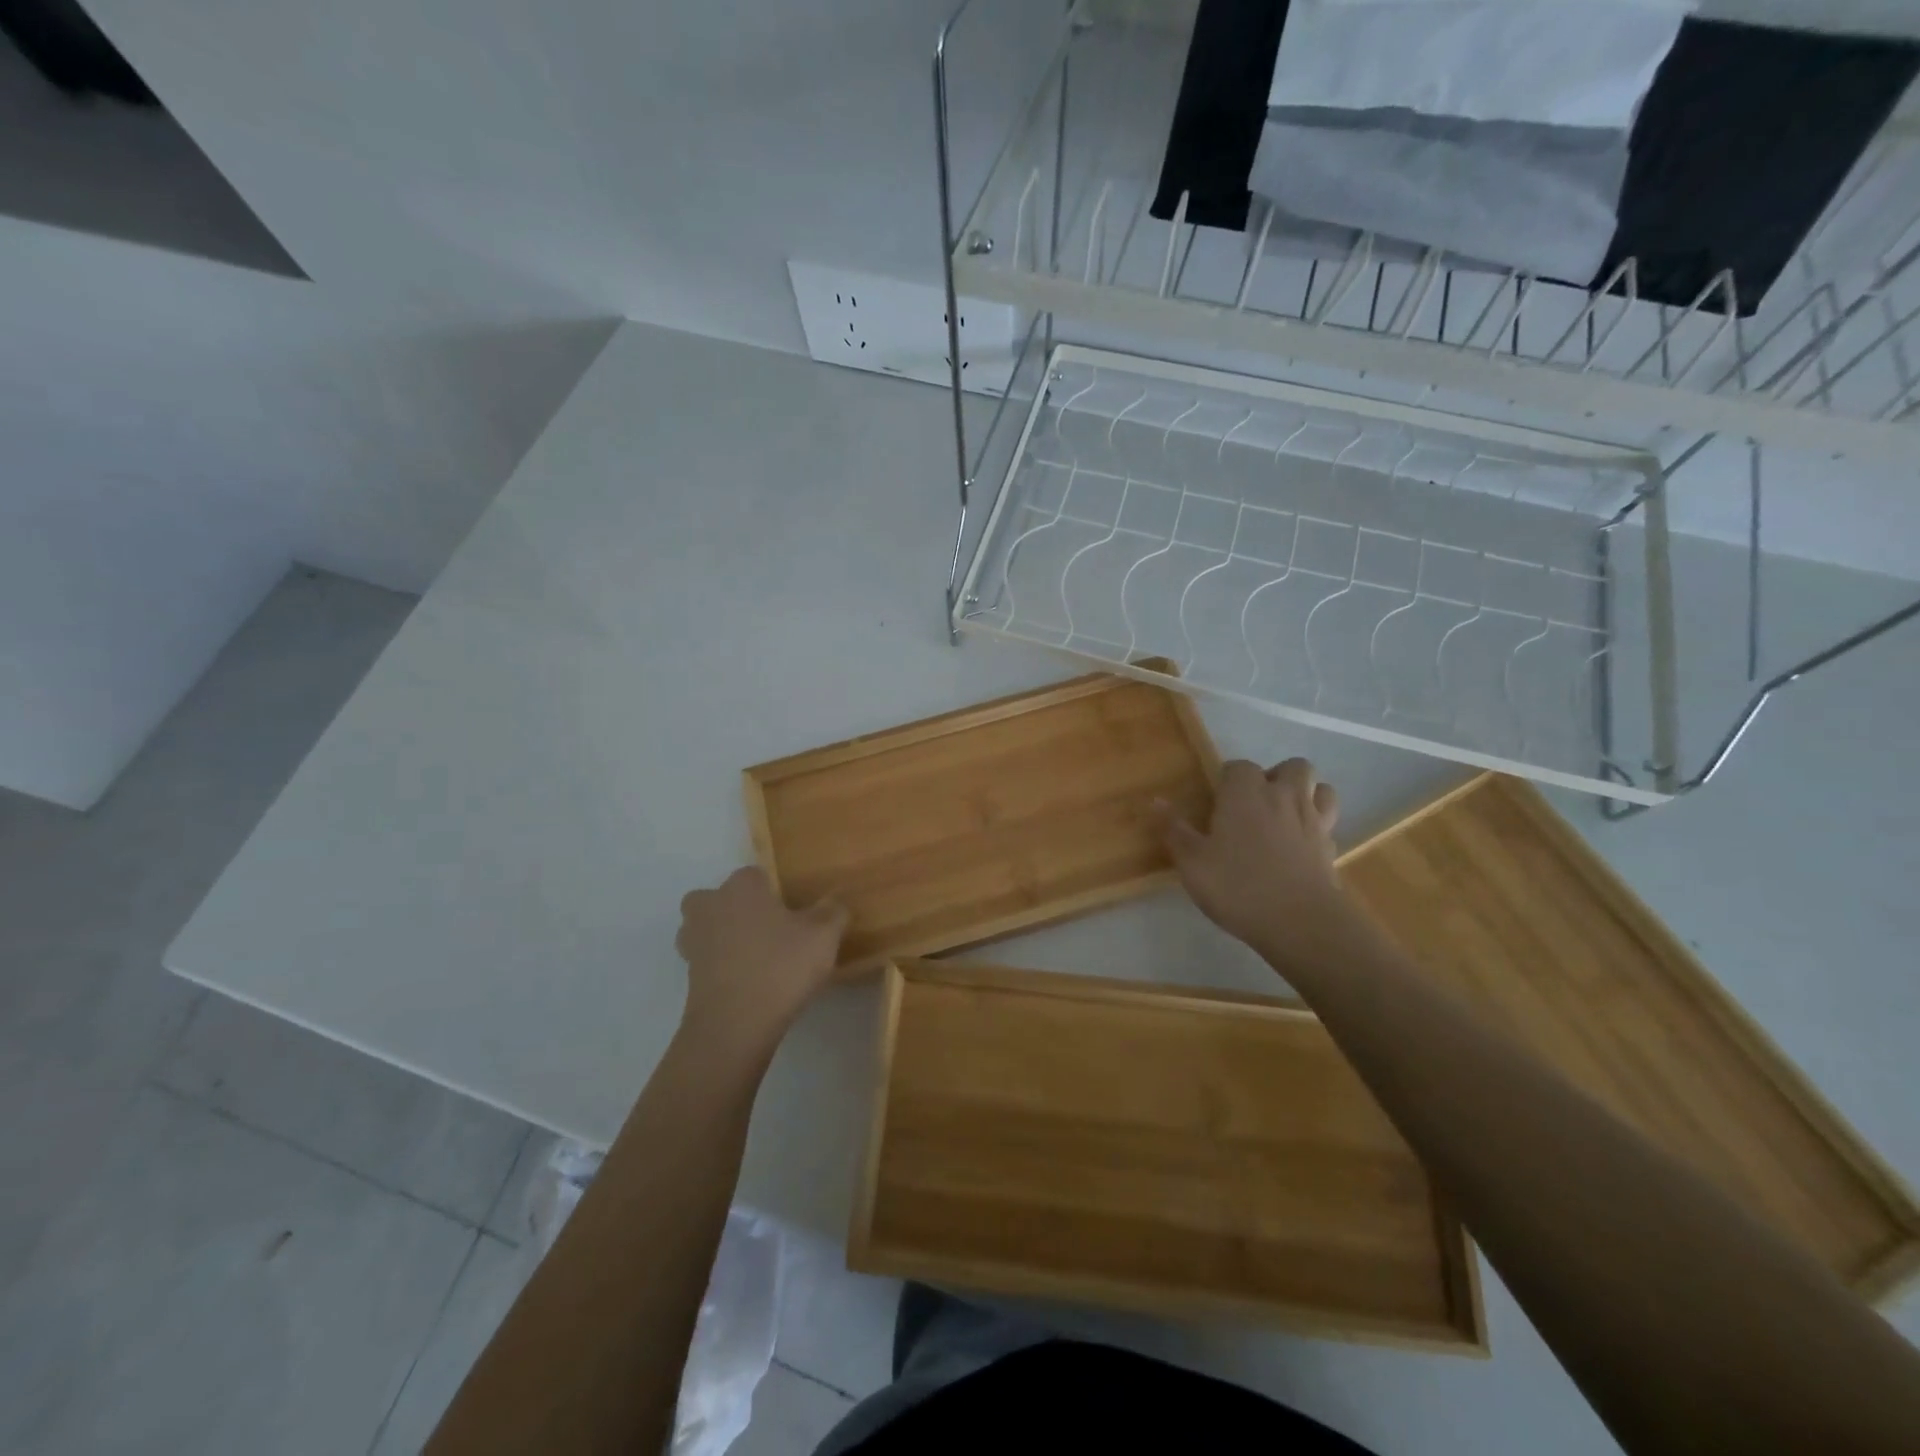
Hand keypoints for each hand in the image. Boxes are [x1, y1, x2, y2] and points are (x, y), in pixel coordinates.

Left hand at [674, 868, 847, 1060]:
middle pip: (720, 897)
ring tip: (757, 956)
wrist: (735, 1026)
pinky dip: (722, 966)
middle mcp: (711, 905)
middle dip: (739, 909)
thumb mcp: (823, 936)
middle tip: (770, 929)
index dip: (775, 891)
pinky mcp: (689, 975)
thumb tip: (835, 901)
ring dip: (724, 937)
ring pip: (707, 928)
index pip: (756, 874)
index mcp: (741, 887)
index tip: (794, 911)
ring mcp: (694, 941)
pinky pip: (707, 960)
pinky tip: (749, 981)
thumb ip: (832, 911)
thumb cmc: (781, 967)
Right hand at [1153, 758, 1348, 961]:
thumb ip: (1174, 829)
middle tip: (1256, 804)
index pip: (1238, 767)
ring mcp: (1313, 821)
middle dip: (1277, 777)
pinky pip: (1328, 824)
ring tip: (1285, 816)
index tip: (1216, 801)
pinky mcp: (1331, 848)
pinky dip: (1316, 828)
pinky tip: (1300, 847)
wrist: (1299, 921)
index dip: (1227, 780)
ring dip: (1307, 795)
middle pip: (1292, 767)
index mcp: (1246, 793)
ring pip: (1322, 789)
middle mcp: (1283, 797)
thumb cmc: (1237, 885)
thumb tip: (1156, 801)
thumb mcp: (1192, 862)